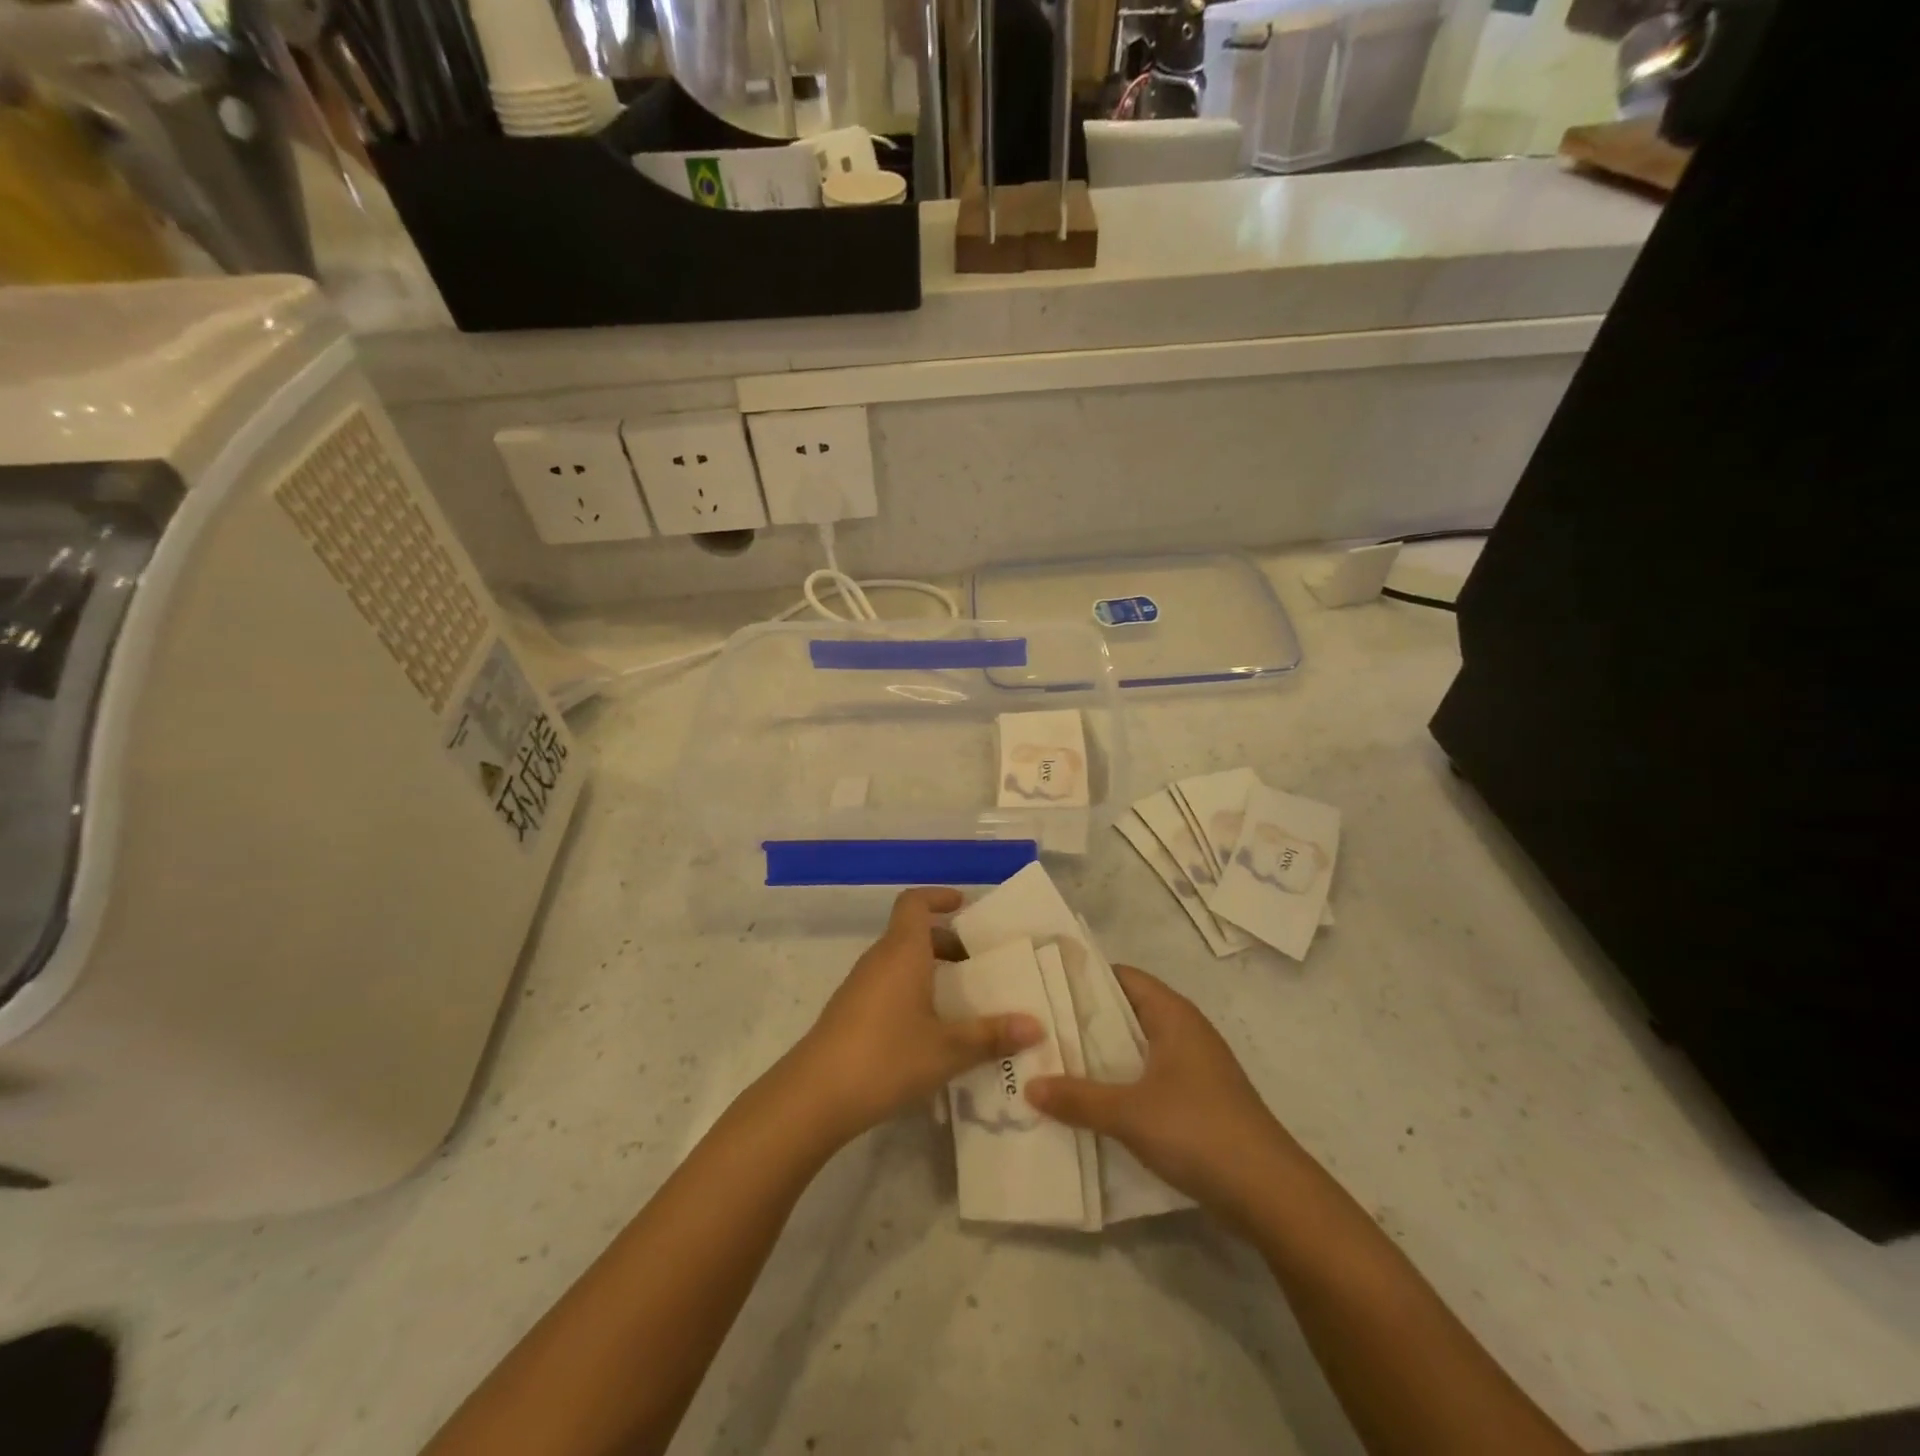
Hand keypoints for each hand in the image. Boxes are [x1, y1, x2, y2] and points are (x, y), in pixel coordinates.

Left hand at [785, 888, 1042, 1144]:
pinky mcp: (849, 1012)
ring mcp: (860, 986)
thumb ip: (991, 1035)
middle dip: (946, 943)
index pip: (914, 902)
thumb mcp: (948, 1049)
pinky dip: (912, 992)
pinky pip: (888, 986)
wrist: (815, 1096)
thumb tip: (1036, 1025)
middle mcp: (879, 959)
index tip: (963, 906)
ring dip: (930, 971)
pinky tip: (930, 1031)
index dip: (938, 897)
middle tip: (979, 966)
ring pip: (900, 962)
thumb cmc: (886, 1057)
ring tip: (962, 1002)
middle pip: (912, 934)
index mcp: (903, 952)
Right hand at [1026, 965, 1299, 1222]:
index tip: (1044, 987)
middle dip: (1086, 1022)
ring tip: (1055, 1064)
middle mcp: (1185, 1031)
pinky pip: (1149, 1078)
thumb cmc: (1198, 1130)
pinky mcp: (1198, 1100)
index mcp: (1173, 1015)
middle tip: (1039, 1029)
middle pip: (1127, 1012)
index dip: (1085, 978)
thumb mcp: (1129, 1113)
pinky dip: (1122, 1083)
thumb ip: (1077, 1098)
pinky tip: (1092, 1103)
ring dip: (1102, 1057)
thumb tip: (1029, 1085)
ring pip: (1137, 1048)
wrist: (1270, 1194)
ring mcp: (1195, 1067)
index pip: (1123, 977)